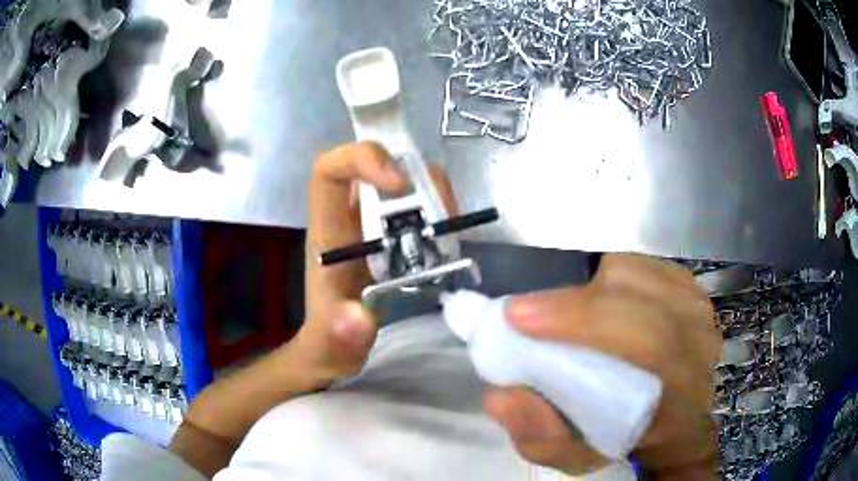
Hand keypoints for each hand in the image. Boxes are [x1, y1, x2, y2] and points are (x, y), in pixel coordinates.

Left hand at [296, 142, 456, 381]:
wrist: (335, 347)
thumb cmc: (328, 341)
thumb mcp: (332, 346)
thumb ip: (339, 337)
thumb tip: (359, 316)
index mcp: (328, 234)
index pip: (330, 170)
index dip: (362, 159)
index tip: (399, 183)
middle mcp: (349, 219)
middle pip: (377, 166)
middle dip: (416, 177)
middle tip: (445, 215)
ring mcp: (373, 224)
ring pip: (403, 180)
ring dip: (434, 194)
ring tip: (452, 230)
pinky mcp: (393, 235)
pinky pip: (419, 204)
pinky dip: (440, 212)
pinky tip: (450, 240)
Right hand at [485, 254, 720, 479]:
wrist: (674, 422)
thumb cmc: (623, 440)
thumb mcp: (574, 457)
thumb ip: (538, 437)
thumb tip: (502, 395)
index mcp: (678, 403)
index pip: (649, 347)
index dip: (585, 322)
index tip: (519, 317)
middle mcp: (699, 352)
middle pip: (645, 304)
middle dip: (578, 303)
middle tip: (523, 312)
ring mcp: (700, 317)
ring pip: (645, 277)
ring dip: (595, 287)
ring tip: (565, 312)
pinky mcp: (692, 294)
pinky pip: (651, 267)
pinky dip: (615, 275)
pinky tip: (600, 296)